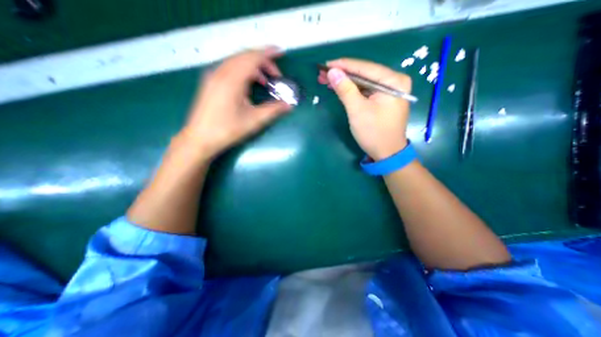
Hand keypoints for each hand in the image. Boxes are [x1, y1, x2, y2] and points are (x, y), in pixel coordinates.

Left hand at [178, 48, 291, 161]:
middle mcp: (220, 72)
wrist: (200, 138)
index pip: (252, 57)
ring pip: (236, 61)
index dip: (268, 53)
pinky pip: (229, 68)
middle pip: (244, 56)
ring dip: (253, 67)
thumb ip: (273, 110)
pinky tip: (249, 85)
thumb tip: (289, 105)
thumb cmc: (228, 130)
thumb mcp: (254, 120)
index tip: (281, 52)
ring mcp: (213, 75)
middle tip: (276, 75)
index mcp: (232, 79)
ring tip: (265, 81)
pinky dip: (243, 71)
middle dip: (263, 61)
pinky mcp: (210, 82)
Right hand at [319, 58, 413, 159]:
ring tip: (326, 80)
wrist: (386, 153)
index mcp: (393, 81)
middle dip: (342, 74)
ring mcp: (389, 90)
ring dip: (345, 82)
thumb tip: (332, 71)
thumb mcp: (357, 111)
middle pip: (363, 73)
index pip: (364, 68)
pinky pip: (365, 90)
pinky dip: (351, 90)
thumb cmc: (373, 133)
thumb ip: (345, 89)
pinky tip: (339, 88)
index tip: (325, 65)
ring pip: (363, 82)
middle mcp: (394, 81)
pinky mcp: (383, 99)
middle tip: (322, 74)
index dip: (343, 65)